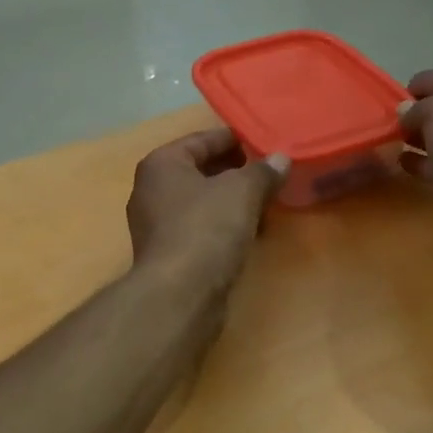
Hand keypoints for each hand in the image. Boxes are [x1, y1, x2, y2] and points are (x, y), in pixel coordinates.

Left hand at [127, 128, 288, 294]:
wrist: (180, 293)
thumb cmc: (206, 228)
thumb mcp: (242, 191)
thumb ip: (263, 171)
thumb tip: (280, 159)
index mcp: (161, 164)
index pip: (202, 139)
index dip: (234, 139)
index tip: (263, 143)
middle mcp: (151, 191)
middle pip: (200, 172)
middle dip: (236, 173)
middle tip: (269, 175)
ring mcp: (157, 226)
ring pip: (202, 203)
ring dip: (233, 203)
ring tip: (266, 205)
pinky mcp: (168, 256)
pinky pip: (201, 229)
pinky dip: (225, 227)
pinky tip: (251, 234)